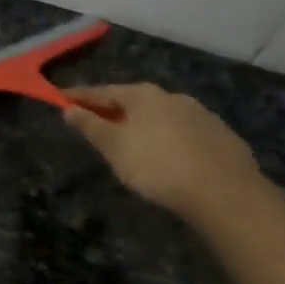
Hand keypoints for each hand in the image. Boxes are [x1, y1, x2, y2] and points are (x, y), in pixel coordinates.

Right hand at [63, 83, 265, 223]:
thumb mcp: (115, 148)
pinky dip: (170, 138)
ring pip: (163, 115)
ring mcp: (201, 114)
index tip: (60, 99)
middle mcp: (173, 96)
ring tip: (134, 141)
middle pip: (134, 101)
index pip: (102, 91)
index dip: (79, 97)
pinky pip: (185, 132)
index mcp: (143, 96)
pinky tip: (170, 156)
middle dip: (114, 110)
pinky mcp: (221, 136)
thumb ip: (91, 126)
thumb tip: (69, 109)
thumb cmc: (157, 166)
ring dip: (145, 124)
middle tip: (98, 122)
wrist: (224, 192)